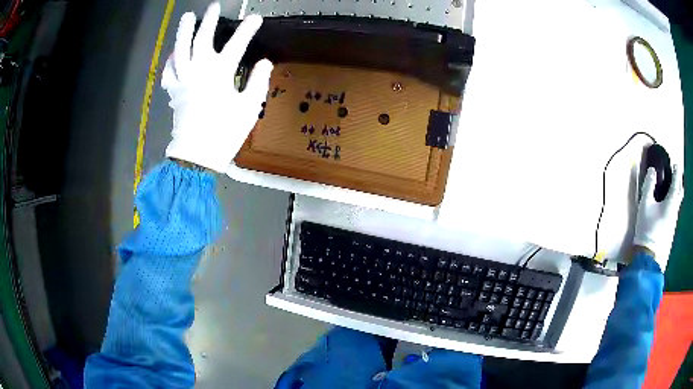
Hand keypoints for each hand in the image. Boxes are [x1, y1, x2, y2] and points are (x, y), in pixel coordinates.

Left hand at [162, 3, 272, 172]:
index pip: (237, 44)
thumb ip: (257, 82)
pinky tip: (174, 53)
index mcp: (220, 73)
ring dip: (183, 31)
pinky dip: (171, 60)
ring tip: (186, 17)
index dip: (248, 29)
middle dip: (209, 21)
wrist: (196, 155)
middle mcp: (199, 71)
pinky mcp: (173, 92)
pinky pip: (169, 71)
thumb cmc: (224, 132)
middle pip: (202, 39)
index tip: (256, 18)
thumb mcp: (248, 107)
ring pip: (180, 50)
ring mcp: (183, 80)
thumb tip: (265, 63)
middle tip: (214, 7)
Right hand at [633, 165, 683, 269]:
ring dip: (676, 194)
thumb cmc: (648, 229)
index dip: (676, 171)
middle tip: (676, 176)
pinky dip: (673, 205)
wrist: (649, 258)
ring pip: (678, 204)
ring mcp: (674, 222)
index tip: (676, 164)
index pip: (676, 181)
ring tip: (672, 190)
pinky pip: (674, 213)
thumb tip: (652, 170)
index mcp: (671, 201)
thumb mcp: (645, 205)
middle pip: (680, 193)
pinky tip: (668, 207)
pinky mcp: (671, 231)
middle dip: (679, 183)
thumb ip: (649, 185)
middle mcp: (675, 210)